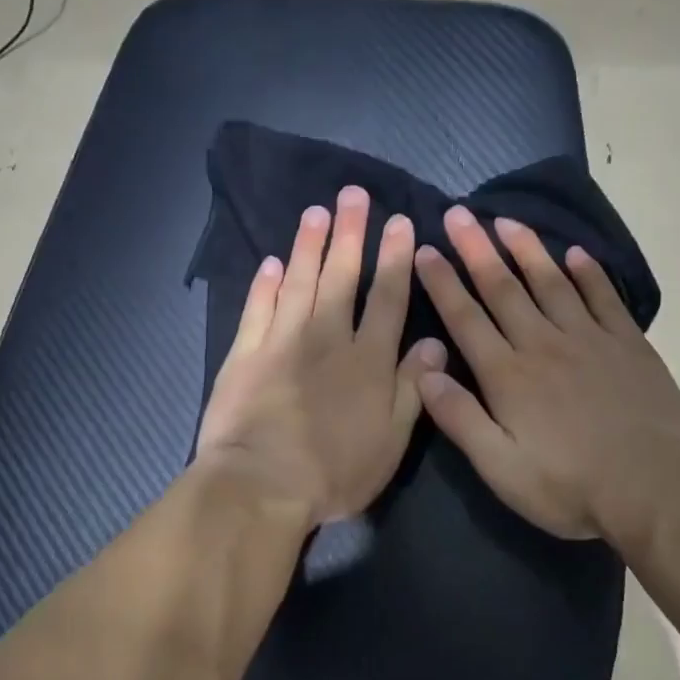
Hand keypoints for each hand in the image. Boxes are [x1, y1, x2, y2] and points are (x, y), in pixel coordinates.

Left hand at [197, 186, 446, 529]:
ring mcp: (282, 341)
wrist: (261, 484)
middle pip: (341, 276)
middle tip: (353, 195)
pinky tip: (270, 263)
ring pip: (298, 281)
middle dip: (350, 233)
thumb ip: (412, 388)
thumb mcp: (391, 440)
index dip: (395, 258)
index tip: (400, 221)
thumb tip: (434, 343)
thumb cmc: (335, 470)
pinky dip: (264, 284)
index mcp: (367, 359)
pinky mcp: (245, 354)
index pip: (387, 297)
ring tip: (315, 213)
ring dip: (308, 245)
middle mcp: (327, 337)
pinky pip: (257, 308)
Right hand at [412, 206, 679, 546]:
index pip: (466, 318)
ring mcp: (589, 340)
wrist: (653, 487)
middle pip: (504, 289)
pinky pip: (604, 298)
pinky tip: (576, 254)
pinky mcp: (628, 345)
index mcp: (508, 375)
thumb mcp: (500, 467)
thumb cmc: (569, 485)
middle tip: (459, 214)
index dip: (443, 282)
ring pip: (551, 283)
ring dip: (527, 249)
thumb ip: (459, 418)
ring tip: (507, 220)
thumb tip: (423, 372)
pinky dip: (588, 273)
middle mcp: (543, 345)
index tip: (425, 249)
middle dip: (477, 250)